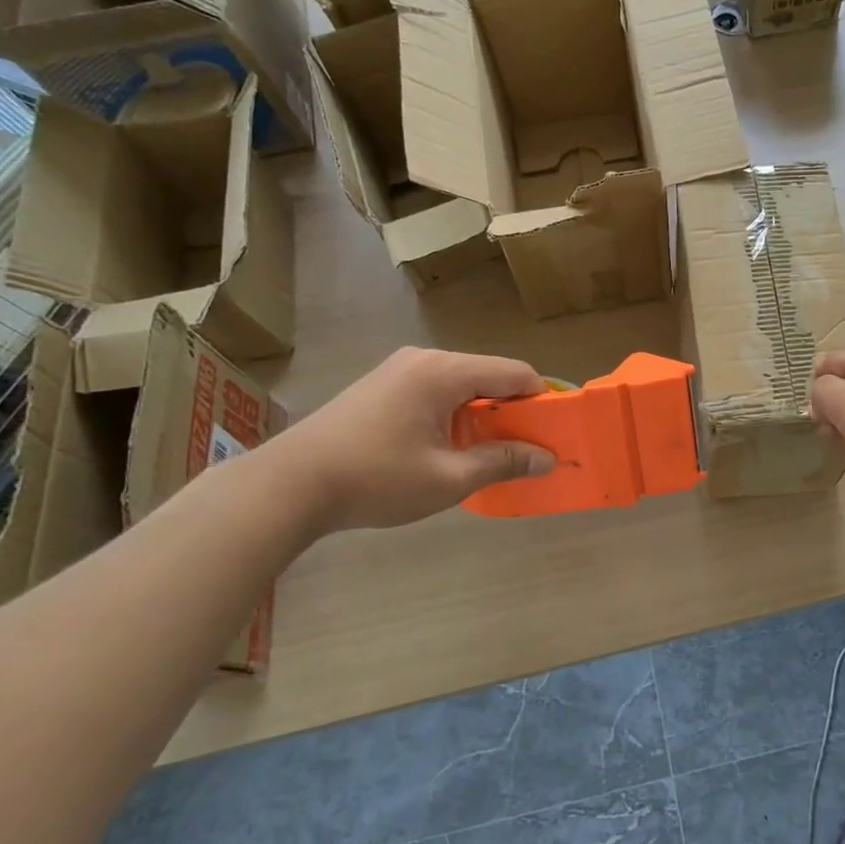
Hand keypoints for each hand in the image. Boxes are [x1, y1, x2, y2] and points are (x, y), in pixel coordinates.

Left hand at [269, 347, 553, 532]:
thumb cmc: (376, 479)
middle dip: (512, 410)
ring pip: (462, 384)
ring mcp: (398, 369)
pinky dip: (455, 413)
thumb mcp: (449, 478)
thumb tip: (548, 458)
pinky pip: (435, 390)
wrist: (289, 485)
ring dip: (482, 414)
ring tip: (486, 453)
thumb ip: (503, 462)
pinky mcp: (381, 385)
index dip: (542, 400)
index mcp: (445, 372)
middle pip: (488, 376)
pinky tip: (447, 447)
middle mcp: (424, 358)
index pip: (515, 373)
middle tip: (524, 449)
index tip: (555, 431)